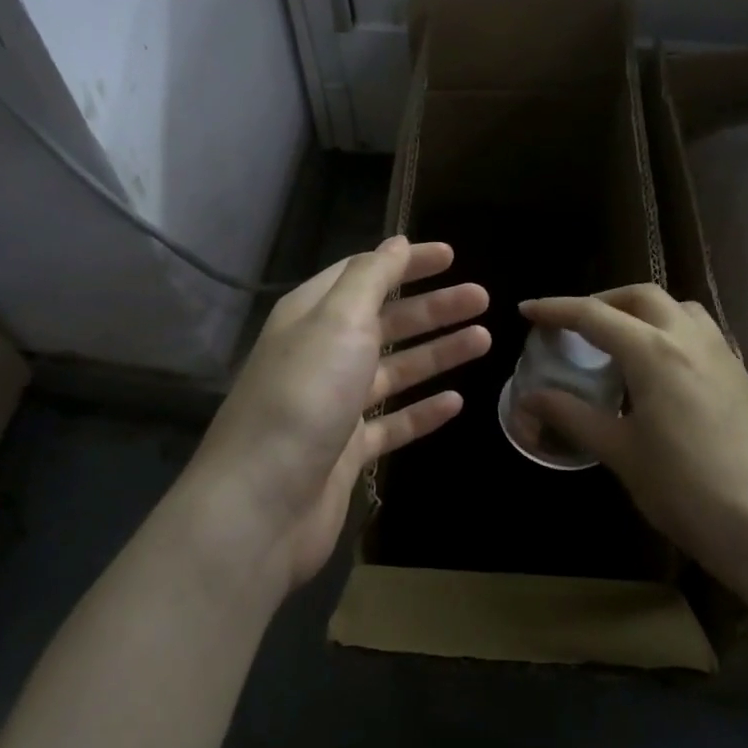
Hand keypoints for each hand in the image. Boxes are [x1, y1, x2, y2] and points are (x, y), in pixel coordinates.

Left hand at [182, 237, 489, 595]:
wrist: (262, 504)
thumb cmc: (304, 396)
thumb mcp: (337, 321)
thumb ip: (370, 278)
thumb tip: (394, 242)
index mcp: (312, 316)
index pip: (364, 274)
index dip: (406, 262)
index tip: (451, 255)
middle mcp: (322, 354)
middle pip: (386, 321)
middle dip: (433, 307)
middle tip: (482, 298)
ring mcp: (334, 405)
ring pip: (395, 370)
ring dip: (437, 353)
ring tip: (484, 340)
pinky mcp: (347, 451)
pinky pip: (393, 423)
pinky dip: (423, 411)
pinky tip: (457, 402)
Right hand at [518, 286, 747, 594]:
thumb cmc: (687, 490)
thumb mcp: (621, 453)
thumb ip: (572, 416)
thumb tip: (529, 398)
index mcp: (654, 352)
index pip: (594, 315)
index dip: (555, 310)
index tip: (526, 310)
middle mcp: (690, 339)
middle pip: (640, 296)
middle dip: (602, 300)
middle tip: (574, 325)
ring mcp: (722, 355)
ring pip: (678, 307)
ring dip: (641, 310)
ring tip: (618, 339)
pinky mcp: (742, 376)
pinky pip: (699, 331)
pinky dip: (669, 330)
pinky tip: (659, 368)